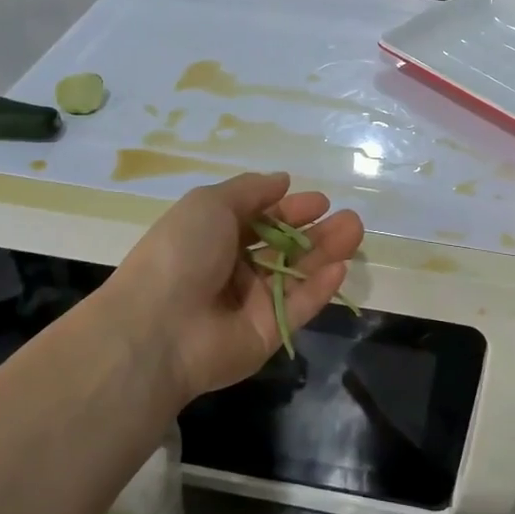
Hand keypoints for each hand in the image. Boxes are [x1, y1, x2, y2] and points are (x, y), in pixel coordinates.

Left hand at [105, 172, 363, 402]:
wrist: (159, 326)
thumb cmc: (181, 252)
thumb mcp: (210, 204)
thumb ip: (250, 191)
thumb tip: (282, 180)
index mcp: (214, 237)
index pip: (260, 220)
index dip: (290, 209)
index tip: (320, 201)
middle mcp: (233, 269)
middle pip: (284, 248)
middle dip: (317, 231)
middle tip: (350, 218)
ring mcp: (250, 303)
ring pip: (297, 274)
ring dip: (326, 253)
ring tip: (355, 232)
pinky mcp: (267, 332)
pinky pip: (298, 306)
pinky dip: (319, 288)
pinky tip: (340, 267)